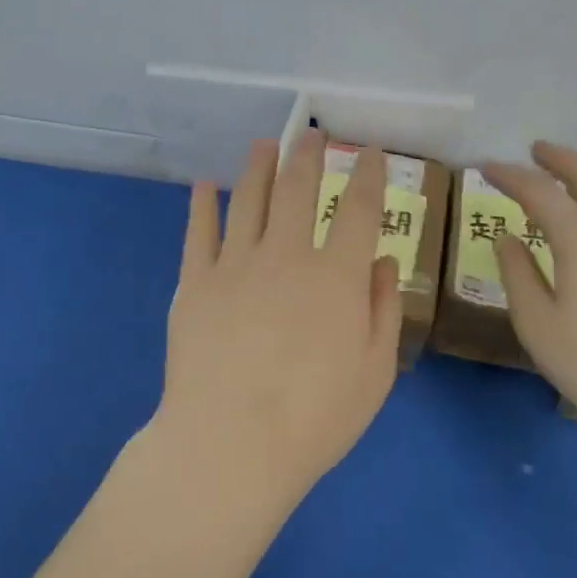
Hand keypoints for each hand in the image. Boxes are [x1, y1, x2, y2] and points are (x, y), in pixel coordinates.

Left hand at [155, 133, 402, 507]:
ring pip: (247, 198)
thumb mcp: (374, 372)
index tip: (368, 151)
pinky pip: (198, 231)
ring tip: (264, 143)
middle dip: (307, 154)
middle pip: (297, 189)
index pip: (357, 209)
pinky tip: (205, 185)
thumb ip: (382, 310)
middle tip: (311, 133)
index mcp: (335, 276)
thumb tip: (382, 262)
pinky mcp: (194, 282)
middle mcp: (285, 255)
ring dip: (258, 166)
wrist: (230, 444)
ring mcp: (234, 264)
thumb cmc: (315, 418)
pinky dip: (202, 203)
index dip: (366, 174)